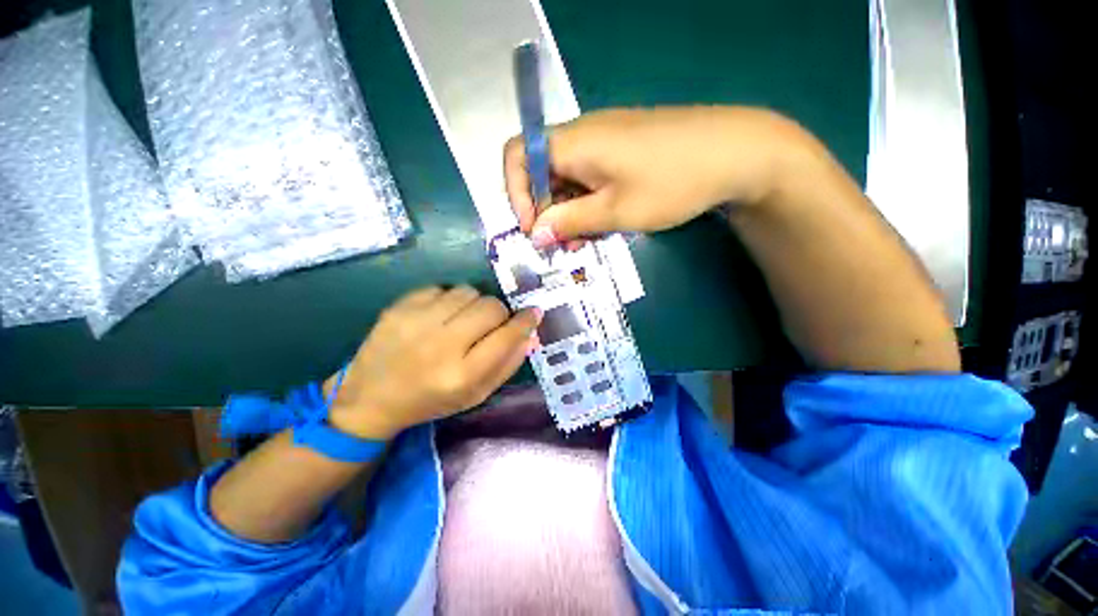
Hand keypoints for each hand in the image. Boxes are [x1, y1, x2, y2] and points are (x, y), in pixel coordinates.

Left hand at [326, 286, 541, 440]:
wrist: (370, 396)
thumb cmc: (431, 400)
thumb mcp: (475, 394)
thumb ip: (507, 364)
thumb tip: (530, 333)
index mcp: (463, 374)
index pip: (507, 335)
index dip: (526, 321)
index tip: (533, 313)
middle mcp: (441, 345)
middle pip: (491, 307)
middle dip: (499, 313)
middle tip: (491, 323)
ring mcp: (417, 322)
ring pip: (468, 291)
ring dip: (474, 304)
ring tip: (462, 320)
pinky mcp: (399, 307)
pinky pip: (442, 288)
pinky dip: (449, 299)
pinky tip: (439, 316)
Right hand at [504, 106, 809, 247]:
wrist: (734, 152)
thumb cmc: (671, 181)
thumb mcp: (615, 211)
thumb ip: (570, 221)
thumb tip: (535, 234)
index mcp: (573, 143)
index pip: (518, 155)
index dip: (516, 194)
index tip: (532, 229)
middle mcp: (581, 136)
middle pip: (541, 173)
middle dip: (545, 212)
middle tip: (561, 246)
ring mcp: (602, 143)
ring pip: (566, 180)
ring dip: (567, 213)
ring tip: (582, 243)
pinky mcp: (619, 152)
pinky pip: (588, 179)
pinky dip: (586, 204)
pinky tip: (600, 225)